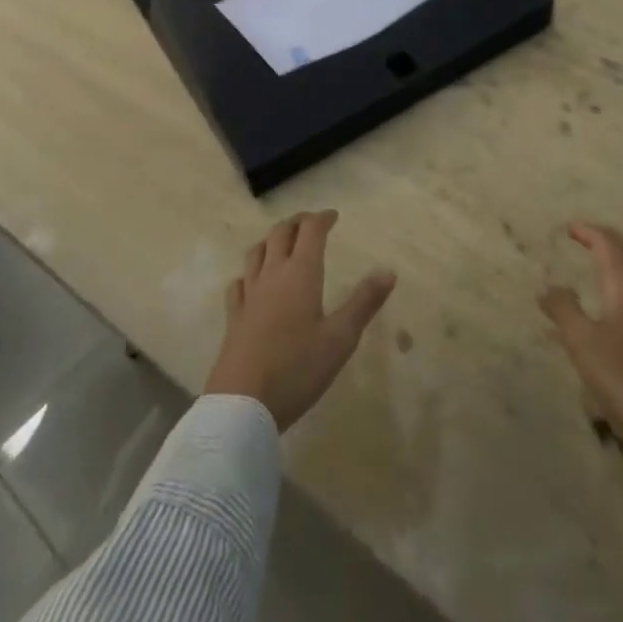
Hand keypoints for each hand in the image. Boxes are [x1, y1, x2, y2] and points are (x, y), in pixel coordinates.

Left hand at [204, 210, 396, 432]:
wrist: (242, 405)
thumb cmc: (297, 368)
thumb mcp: (341, 338)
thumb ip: (364, 302)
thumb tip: (388, 271)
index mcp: (301, 273)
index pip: (310, 231)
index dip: (322, 219)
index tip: (333, 216)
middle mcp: (272, 275)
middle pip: (281, 233)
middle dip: (297, 222)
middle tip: (311, 223)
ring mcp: (249, 295)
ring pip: (256, 252)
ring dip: (271, 240)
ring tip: (282, 243)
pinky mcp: (233, 318)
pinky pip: (238, 283)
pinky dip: (249, 273)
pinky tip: (251, 282)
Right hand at [540, 222, 622, 457]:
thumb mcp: (582, 343)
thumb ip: (563, 309)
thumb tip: (547, 285)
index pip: (608, 244)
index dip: (589, 232)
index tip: (569, 228)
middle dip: (608, 239)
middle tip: (586, 236)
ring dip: (622, 257)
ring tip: (602, 259)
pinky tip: (617, 299)